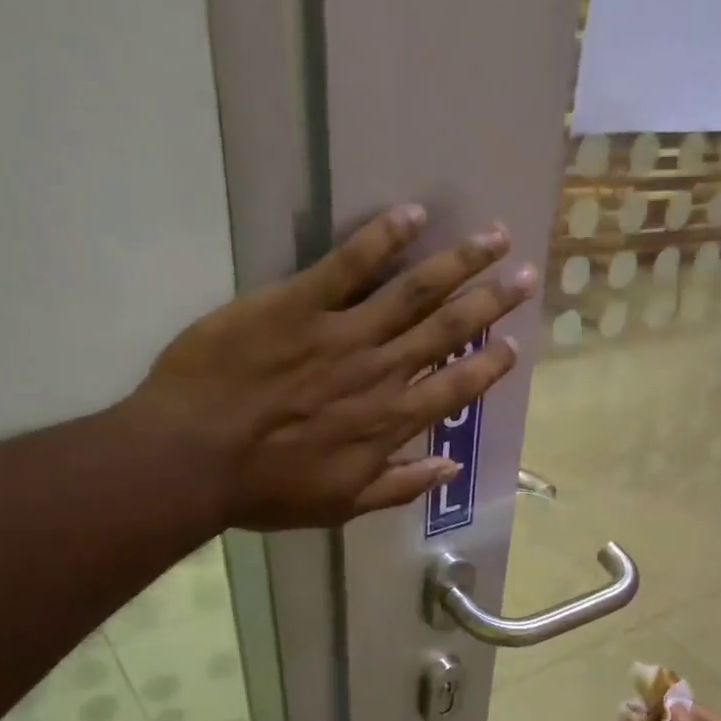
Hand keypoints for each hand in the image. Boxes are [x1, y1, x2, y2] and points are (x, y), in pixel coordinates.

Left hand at [126, 204, 534, 529]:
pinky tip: (412, 214)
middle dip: (492, 300)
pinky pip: (348, 264)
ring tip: (494, 237)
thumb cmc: (267, 489)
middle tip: (527, 274)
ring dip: (458, 262)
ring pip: (413, 291)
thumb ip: (400, 485)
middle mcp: (381, 372)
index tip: (514, 343)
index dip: (490, 364)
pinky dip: (382, 237)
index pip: (457, 387)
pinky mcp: (297, 303)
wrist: (193, 457)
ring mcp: (342, 333)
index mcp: (391, 422)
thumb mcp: (342, 506)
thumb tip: (450, 467)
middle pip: (448, 330)